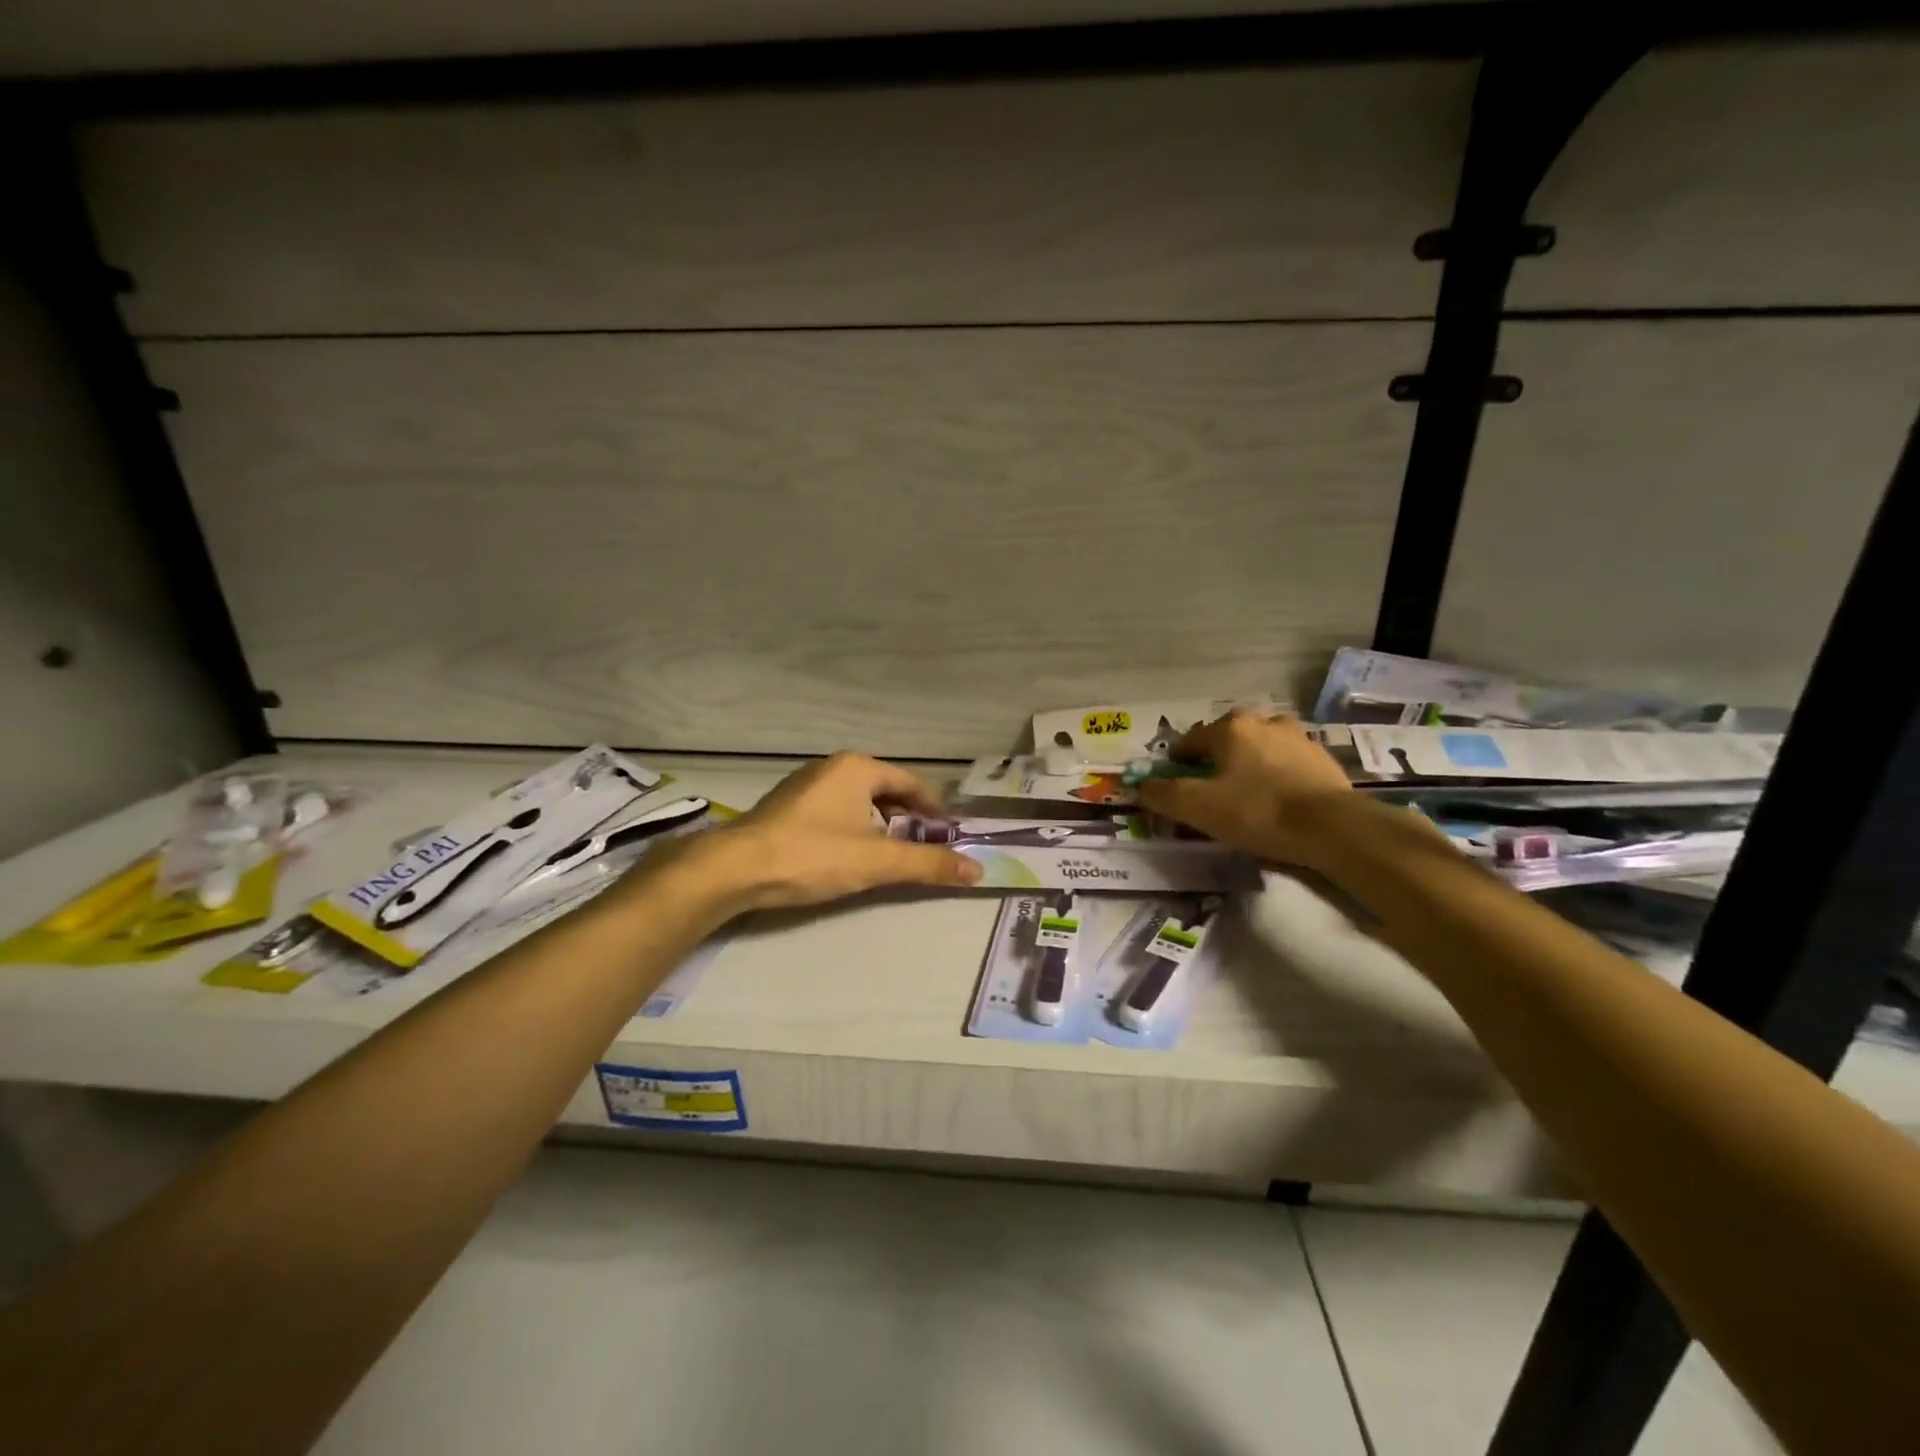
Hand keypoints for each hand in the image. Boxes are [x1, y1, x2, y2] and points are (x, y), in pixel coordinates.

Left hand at [645, 753, 981, 916]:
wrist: (736, 868)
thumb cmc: (813, 855)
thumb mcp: (878, 861)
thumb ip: (928, 864)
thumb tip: (978, 871)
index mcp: (857, 768)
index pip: (910, 782)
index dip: (934, 808)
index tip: (949, 834)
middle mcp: (832, 768)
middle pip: (884, 789)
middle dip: (907, 817)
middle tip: (925, 846)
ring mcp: (805, 785)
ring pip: (857, 801)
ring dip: (880, 824)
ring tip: (892, 853)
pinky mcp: (786, 807)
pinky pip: (834, 810)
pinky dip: (853, 827)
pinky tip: (851, 853)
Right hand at [1137, 711, 1353, 865]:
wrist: (1333, 828)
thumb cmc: (1257, 811)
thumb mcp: (1197, 807)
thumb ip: (1162, 794)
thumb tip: (1139, 786)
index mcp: (1230, 728)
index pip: (1190, 741)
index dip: (1176, 764)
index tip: (1174, 788)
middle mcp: (1263, 722)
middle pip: (1226, 740)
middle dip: (1214, 761)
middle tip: (1210, 792)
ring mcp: (1298, 738)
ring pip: (1259, 748)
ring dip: (1247, 765)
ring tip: (1245, 796)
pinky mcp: (1323, 759)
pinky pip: (1286, 763)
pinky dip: (1275, 776)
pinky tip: (1276, 800)